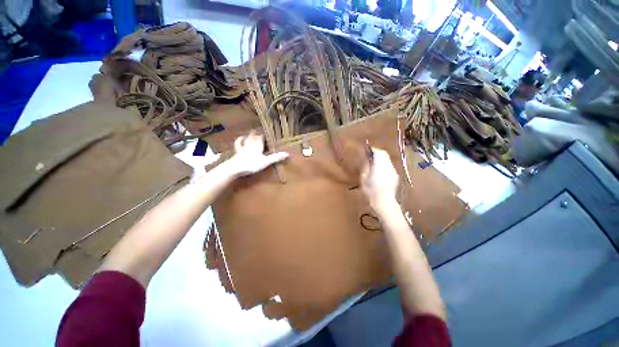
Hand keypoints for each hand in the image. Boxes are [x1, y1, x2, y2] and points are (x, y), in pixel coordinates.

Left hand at [224, 132, 288, 177]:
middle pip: (252, 138)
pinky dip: (238, 142)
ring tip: (246, 134)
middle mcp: (250, 146)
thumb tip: (287, 153)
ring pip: (245, 141)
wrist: (236, 167)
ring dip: (246, 137)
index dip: (262, 136)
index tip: (265, 132)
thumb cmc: (252, 164)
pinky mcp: (236, 154)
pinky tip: (238, 141)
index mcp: (258, 147)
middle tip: (255, 130)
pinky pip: (238, 146)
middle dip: (254, 134)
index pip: (260, 139)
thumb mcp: (266, 161)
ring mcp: (242, 149)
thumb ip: (276, 157)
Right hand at [361, 148, 399, 211]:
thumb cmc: (371, 192)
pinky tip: (379, 172)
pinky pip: (389, 166)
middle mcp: (388, 167)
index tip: (367, 151)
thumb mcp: (364, 179)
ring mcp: (393, 171)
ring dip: (381, 159)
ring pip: (387, 160)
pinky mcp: (395, 176)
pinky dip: (384, 165)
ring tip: (374, 164)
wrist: (384, 203)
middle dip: (377, 153)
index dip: (372, 150)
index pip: (378, 152)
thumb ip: (366, 167)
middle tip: (369, 157)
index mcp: (380, 166)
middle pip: (384, 154)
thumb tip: (367, 158)